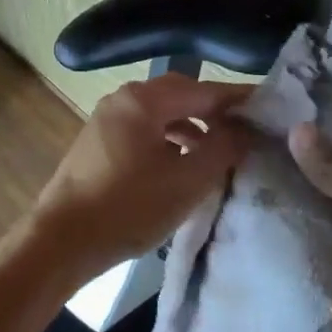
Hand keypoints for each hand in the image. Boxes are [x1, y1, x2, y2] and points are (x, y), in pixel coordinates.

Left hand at [29, 75, 251, 275]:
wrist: (61, 240)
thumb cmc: (129, 207)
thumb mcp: (187, 181)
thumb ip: (223, 149)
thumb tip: (244, 129)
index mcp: (143, 100)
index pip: (204, 90)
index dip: (239, 100)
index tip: (270, 110)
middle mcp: (123, 100)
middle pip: (180, 96)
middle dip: (215, 112)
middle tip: (247, 130)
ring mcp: (106, 120)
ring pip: (161, 115)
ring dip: (192, 129)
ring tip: (219, 152)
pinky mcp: (98, 144)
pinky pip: (143, 131)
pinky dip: (168, 141)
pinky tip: (182, 165)